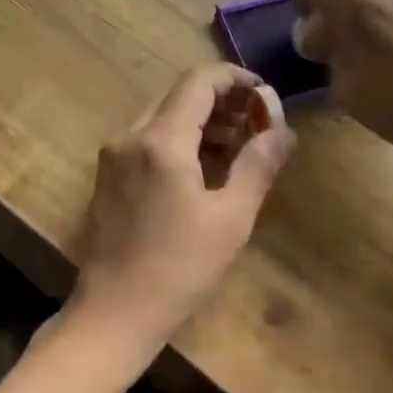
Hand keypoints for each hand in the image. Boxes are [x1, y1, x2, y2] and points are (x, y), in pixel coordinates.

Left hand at [72, 63, 295, 348]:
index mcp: (161, 141)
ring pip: (163, 116)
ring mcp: (114, 156)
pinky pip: (148, 139)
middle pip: (180, 95)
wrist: (114, 313)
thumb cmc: (179, 269)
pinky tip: (204, 168)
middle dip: (223, 101)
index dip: (236, 79)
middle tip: (259, 125)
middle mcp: (131, 136)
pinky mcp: (108, 176)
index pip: (199, 81)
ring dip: (202, 121)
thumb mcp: (231, 219)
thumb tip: (283, 130)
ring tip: (239, 148)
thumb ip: (258, 165)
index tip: (266, 96)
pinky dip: (179, 140)